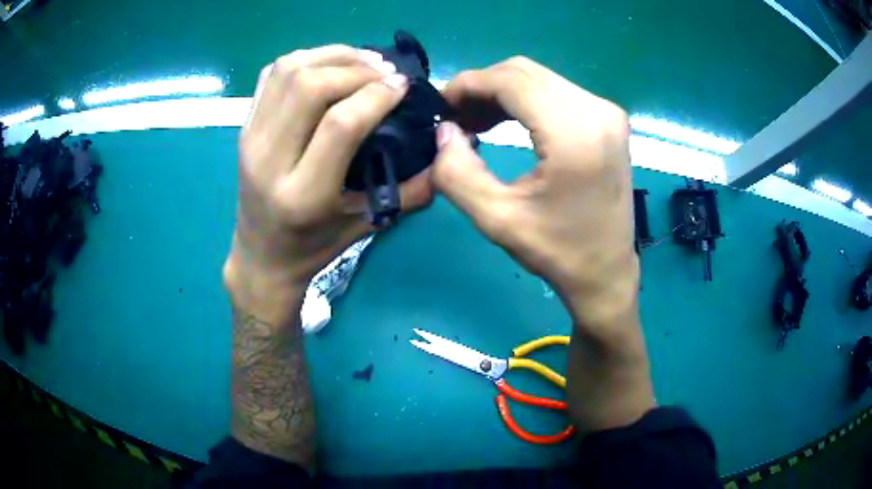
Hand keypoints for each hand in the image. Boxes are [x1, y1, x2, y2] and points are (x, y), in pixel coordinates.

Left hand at [224, 45, 432, 298]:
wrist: (261, 257)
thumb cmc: (314, 248)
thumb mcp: (367, 226)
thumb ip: (412, 190)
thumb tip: (448, 148)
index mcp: (303, 194)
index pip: (341, 123)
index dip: (377, 94)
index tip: (403, 85)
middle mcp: (269, 161)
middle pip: (310, 87)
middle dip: (356, 68)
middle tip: (385, 72)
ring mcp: (250, 139)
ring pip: (288, 71)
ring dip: (331, 55)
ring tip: (363, 60)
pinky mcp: (244, 128)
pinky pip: (272, 75)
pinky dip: (304, 59)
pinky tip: (329, 65)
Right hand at [432, 57, 653, 431]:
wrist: (607, 272)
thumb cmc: (557, 252)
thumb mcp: (497, 219)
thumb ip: (456, 173)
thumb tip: (443, 131)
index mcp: (575, 134)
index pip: (511, 81)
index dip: (468, 85)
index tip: (441, 106)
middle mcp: (598, 111)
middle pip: (524, 72)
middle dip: (482, 86)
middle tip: (456, 118)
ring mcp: (608, 112)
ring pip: (540, 78)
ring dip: (502, 92)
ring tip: (475, 122)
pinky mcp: (609, 119)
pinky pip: (557, 92)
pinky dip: (525, 100)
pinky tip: (506, 122)